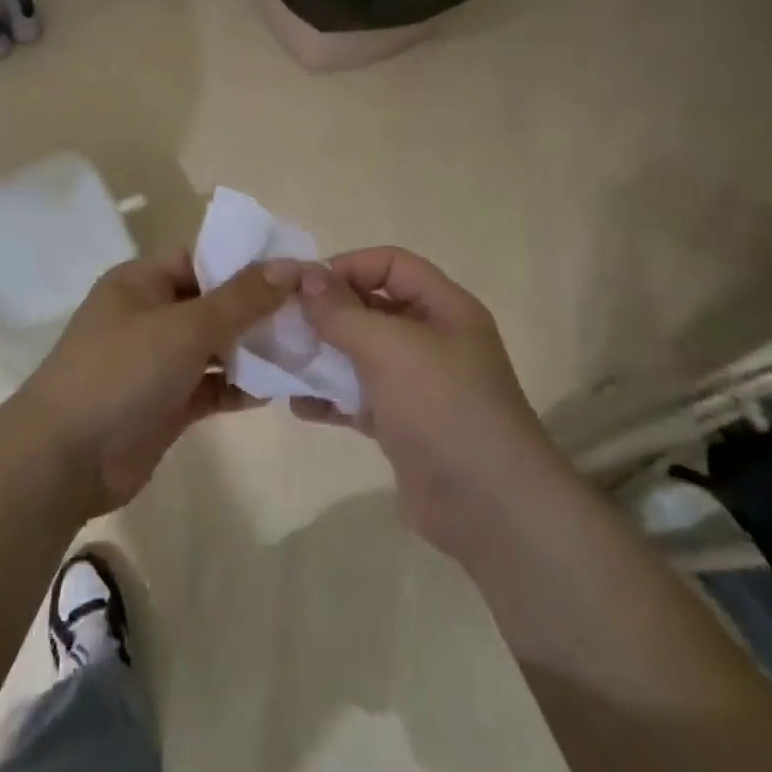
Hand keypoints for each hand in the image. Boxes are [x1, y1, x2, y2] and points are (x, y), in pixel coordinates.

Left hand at [18, 251, 289, 515]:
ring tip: (303, 349)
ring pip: (214, 346)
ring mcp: (157, 362)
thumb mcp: (185, 326)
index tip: (295, 271)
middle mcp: (149, 315)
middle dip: (257, 309)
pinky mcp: (166, 403)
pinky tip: (275, 390)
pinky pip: (211, 385)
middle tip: (310, 314)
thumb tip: (291, 265)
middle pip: (212, 302)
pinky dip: (238, 386)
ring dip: (252, 349)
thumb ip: (241, 298)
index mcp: (141, 282)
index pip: (201, 258)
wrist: (66, 459)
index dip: (246, 262)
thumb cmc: (122, 372)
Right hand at [289, 248, 559, 565]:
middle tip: (282, 322)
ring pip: (361, 354)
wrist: (489, 507)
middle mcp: (432, 339)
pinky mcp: (402, 424)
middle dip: (327, 312)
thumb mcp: (389, 348)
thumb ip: (341, 311)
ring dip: (322, 355)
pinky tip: (299, 406)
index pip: (391, 264)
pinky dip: (330, 399)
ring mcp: (417, 384)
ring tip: (283, 361)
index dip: (348, 266)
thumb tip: (304, 276)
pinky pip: (358, 398)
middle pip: (372, 307)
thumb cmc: (442, 406)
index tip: (303, 286)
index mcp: (444, 308)